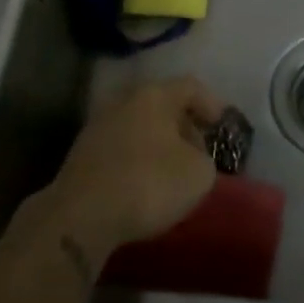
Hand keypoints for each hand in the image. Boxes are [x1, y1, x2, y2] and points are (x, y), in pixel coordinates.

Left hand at [23, 77, 223, 268]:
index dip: (211, 103)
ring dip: (158, 143)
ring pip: (139, 126)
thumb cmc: (149, 184)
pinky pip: (121, 147)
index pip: (191, 86)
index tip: (221, 125)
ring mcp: (99, 125)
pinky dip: (137, 158)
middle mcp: (125, 100)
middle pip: (162, 104)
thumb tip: (192, 157)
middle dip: (183, 125)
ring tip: (172, 170)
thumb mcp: (199, 174)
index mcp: (155, 95)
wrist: (81, 215)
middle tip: (199, 150)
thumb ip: (204, 158)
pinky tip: (143, 182)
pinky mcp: (82, 153)